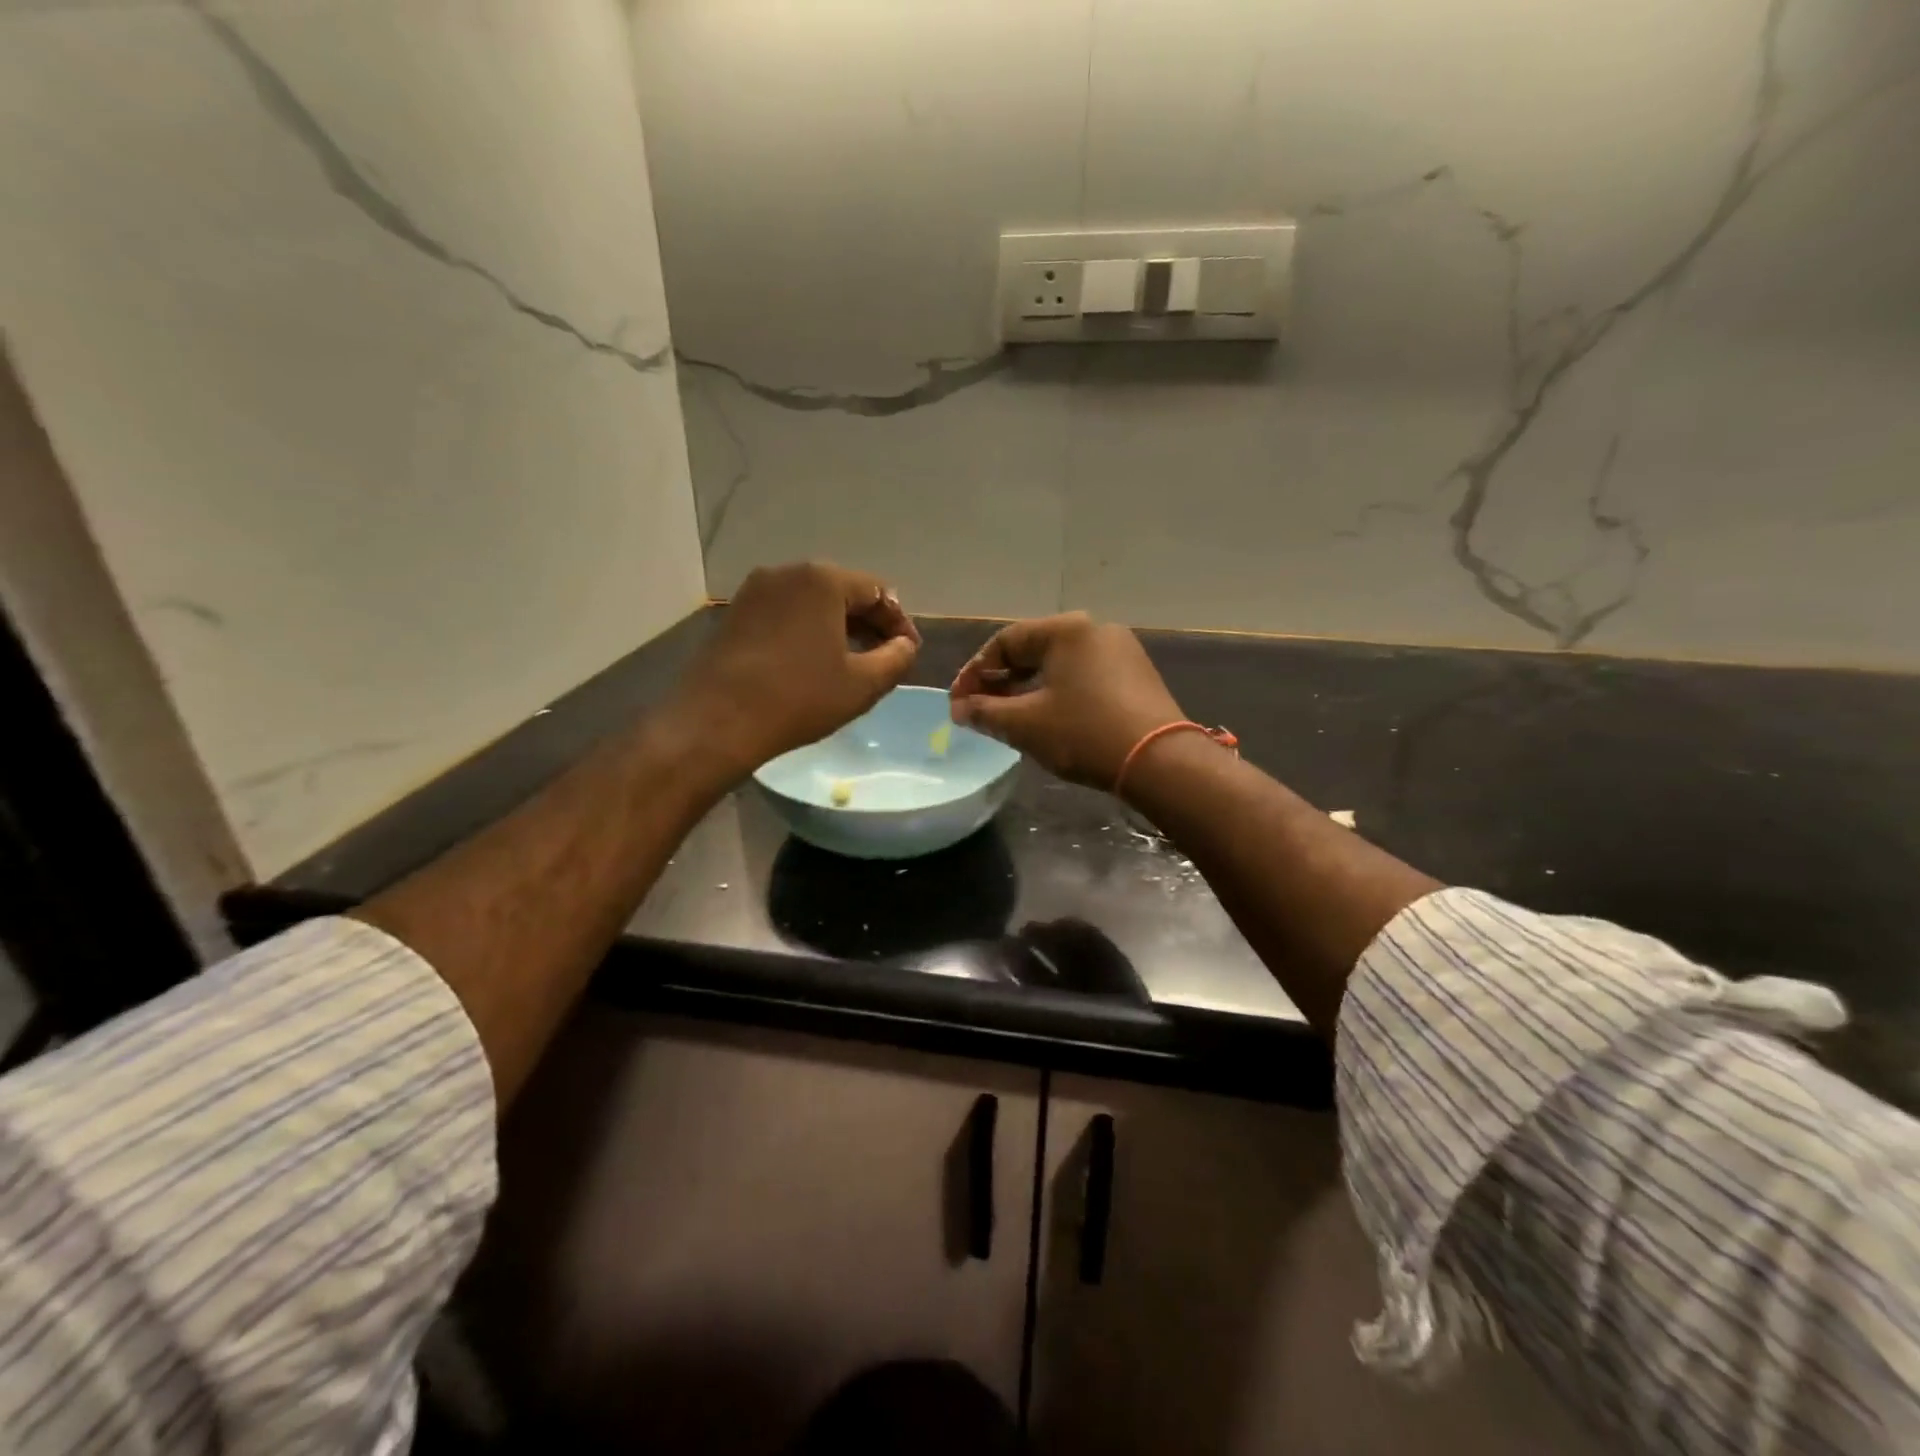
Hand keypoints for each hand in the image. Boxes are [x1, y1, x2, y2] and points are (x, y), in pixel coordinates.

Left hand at [673, 562, 920, 774]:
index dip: (899, 622)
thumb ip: (896, 658)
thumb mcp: (863, 684)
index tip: (910, 652)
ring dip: (837, 627)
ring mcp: (755, 591)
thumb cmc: (799, 699)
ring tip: (852, 662)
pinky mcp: (735, 614)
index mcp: (823, 580)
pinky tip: (813, 662)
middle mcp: (787, 573)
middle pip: (842, 591)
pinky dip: (807, 631)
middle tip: (885, 656)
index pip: (877, 591)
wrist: (717, 721)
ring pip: (811, 603)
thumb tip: (905, 645)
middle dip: (868, 622)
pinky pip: (784, 614)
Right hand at [949, 613, 1183, 789]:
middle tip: (979, 709)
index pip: (1005, 641)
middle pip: (1033, 649)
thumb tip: (958, 708)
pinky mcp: (1137, 675)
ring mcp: (1121, 650)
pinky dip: (1058, 692)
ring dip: (1028, 687)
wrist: (1160, 762)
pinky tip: (1049, 717)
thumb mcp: (1024, 724)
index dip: (975, 672)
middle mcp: (1095, 629)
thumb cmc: (1084, 734)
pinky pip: (1084, 675)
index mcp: (1066, 630)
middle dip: (1001, 680)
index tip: (957, 702)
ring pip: (1060, 664)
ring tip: (1009, 716)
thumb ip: (984, 712)